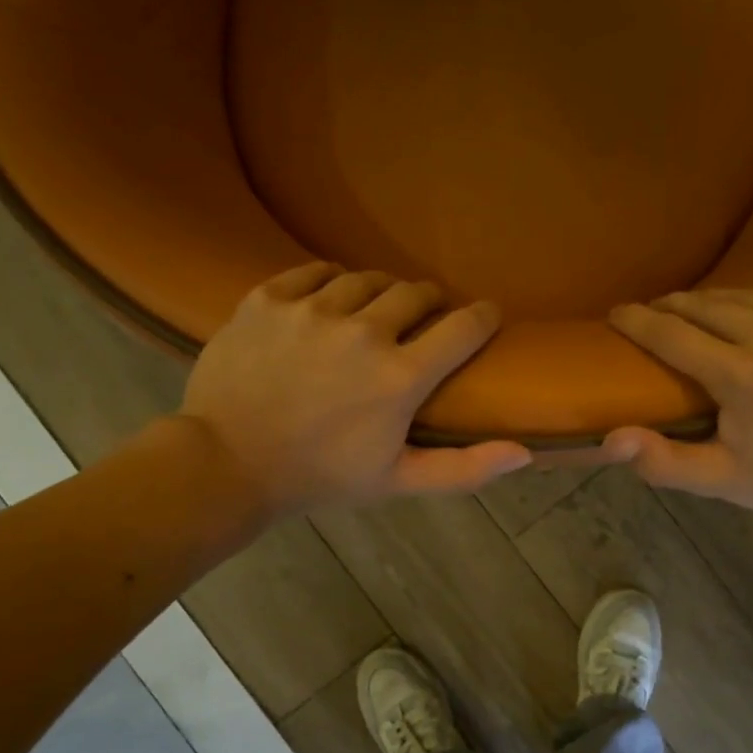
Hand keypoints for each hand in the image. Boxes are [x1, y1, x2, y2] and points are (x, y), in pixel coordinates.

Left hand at [181, 263, 530, 516]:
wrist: (227, 464)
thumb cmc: (320, 477)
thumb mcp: (397, 481)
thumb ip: (464, 467)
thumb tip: (525, 454)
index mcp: (399, 378)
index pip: (463, 328)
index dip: (483, 316)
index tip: (486, 315)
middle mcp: (362, 332)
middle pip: (416, 292)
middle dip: (430, 302)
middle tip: (425, 317)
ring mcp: (311, 310)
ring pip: (366, 278)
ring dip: (381, 291)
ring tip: (376, 308)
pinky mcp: (268, 298)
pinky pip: (314, 272)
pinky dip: (331, 282)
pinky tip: (329, 300)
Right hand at [602, 287, 752, 518]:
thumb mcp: (717, 480)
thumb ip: (662, 461)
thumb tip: (610, 439)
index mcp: (741, 377)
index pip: (671, 333)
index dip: (637, 321)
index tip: (616, 315)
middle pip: (707, 304)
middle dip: (674, 307)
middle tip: (656, 314)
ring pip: (748, 294)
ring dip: (717, 303)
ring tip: (701, 315)